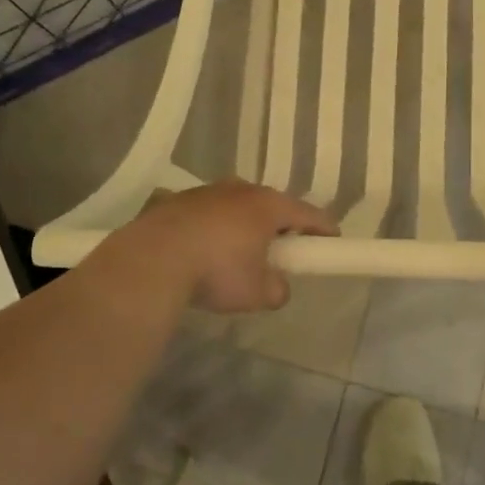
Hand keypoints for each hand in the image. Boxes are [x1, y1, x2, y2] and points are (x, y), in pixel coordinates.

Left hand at [122, 179, 337, 312]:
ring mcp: (206, 192)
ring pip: (236, 205)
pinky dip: (213, 228)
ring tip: (238, 251)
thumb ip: (277, 289)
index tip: (333, 240)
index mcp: (268, 206)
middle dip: (281, 225)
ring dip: (243, 224)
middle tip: (284, 248)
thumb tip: (278, 287)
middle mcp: (240, 190)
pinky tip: (203, 250)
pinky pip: (207, 213)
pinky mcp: (176, 201)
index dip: (323, 227)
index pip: (308, 213)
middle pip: (271, 204)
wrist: (151, 260)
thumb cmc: (216, 271)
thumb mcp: (257, 293)